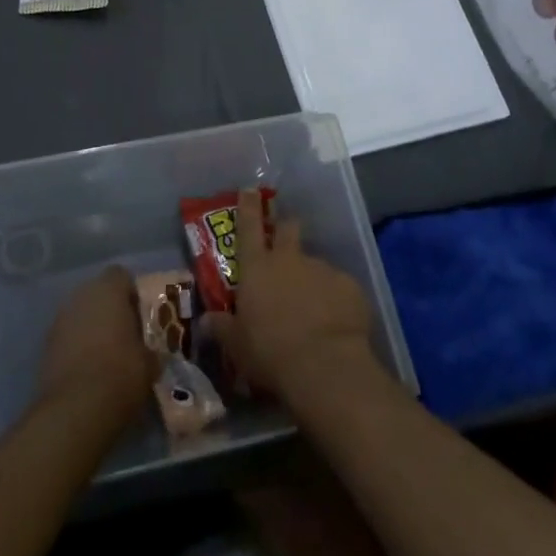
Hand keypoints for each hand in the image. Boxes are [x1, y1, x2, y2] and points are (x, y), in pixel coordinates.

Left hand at [36, 266, 155, 426]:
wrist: (77, 409)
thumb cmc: (121, 373)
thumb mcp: (149, 363)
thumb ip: (148, 349)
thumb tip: (149, 354)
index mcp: (109, 290)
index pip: (121, 276)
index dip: (131, 294)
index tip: (139, 317)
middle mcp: (81, 296)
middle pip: (98, 293)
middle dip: (109, 310)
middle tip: (124, 336)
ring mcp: (59, 319)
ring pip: (80, 315)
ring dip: (91, 328)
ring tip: (105, 356)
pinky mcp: (45, 345)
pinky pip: (67, 337)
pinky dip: (76, 347)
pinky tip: (87, 371)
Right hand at [207, 188, 376, 403]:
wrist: (324, 366)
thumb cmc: (270, 352)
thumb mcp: (237, 346)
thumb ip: (223, 328)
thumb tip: (206, 320)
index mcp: (257, 267)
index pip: (248, 226)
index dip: (248, 206)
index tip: (250, 189)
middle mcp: (289, 259)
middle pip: (288, 228)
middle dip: (286, 228)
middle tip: (286, 242)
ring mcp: (321, 269)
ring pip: (315, 264)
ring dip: (312, 278)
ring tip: (314, 309)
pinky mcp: (349, 285)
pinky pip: (339, 288)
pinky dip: (335, 299)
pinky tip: (336, 323)